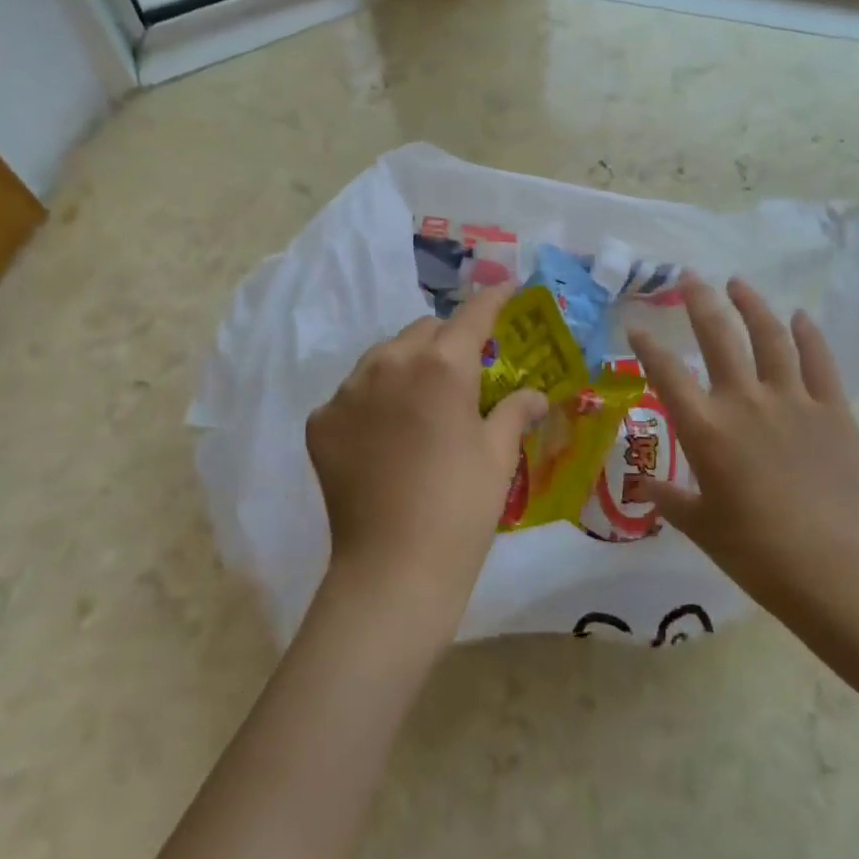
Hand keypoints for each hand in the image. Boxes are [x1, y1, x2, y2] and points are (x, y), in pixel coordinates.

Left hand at [306, 284, 548, 634]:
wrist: (393, 568)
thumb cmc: (461, 507)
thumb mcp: (498, 456)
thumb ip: (515, 411)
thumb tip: (537, 395)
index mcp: (442, 364)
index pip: (472, 314)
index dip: (493, 298)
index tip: (506, 290)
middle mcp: (391, 362)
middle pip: (424, 330)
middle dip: (447, 340)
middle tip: (463, 370)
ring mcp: (349, 390)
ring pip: (383, 356)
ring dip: (406, 365)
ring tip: (419, 401)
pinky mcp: (321, 420)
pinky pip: (353, 392)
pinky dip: (372, 401)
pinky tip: (383, 436)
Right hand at [628, 275, 858, 608]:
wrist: (837, 570)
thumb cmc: (757, 553)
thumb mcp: (701, 526)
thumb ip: (670, 499)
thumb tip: (644, 486)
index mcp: (704, 428)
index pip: (666, 372)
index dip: (647, 344)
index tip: (636, 324)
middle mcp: (743, 401)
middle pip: (718, 335)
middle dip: (700, 301)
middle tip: (689, 277)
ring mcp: (792, 400)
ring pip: (769, 336)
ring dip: (752, 305)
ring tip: (738, 283)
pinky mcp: (832, 410)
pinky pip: (818, 361)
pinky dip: (808, 334)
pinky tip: (799, 316)